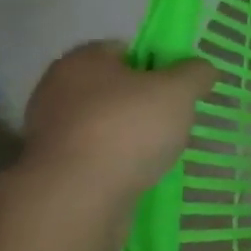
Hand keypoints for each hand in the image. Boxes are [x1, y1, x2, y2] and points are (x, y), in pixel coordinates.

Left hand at [19, 42, 216, 209]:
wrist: (75, 201)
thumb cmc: (127, 128)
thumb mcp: (180, 89)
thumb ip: (196, 73)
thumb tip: (202, 71)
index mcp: (81, 61)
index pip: (124, 49)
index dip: (156, 62)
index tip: (177, 84)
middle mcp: (56, 93)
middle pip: (114, 89)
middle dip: (144, 102)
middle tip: (174, 117)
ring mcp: (49, 136)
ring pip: (105, 126)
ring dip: (130, 136)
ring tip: (161, 151)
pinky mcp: (51, 175)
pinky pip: (95, 159)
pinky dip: (116, 165)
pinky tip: (139, 175)